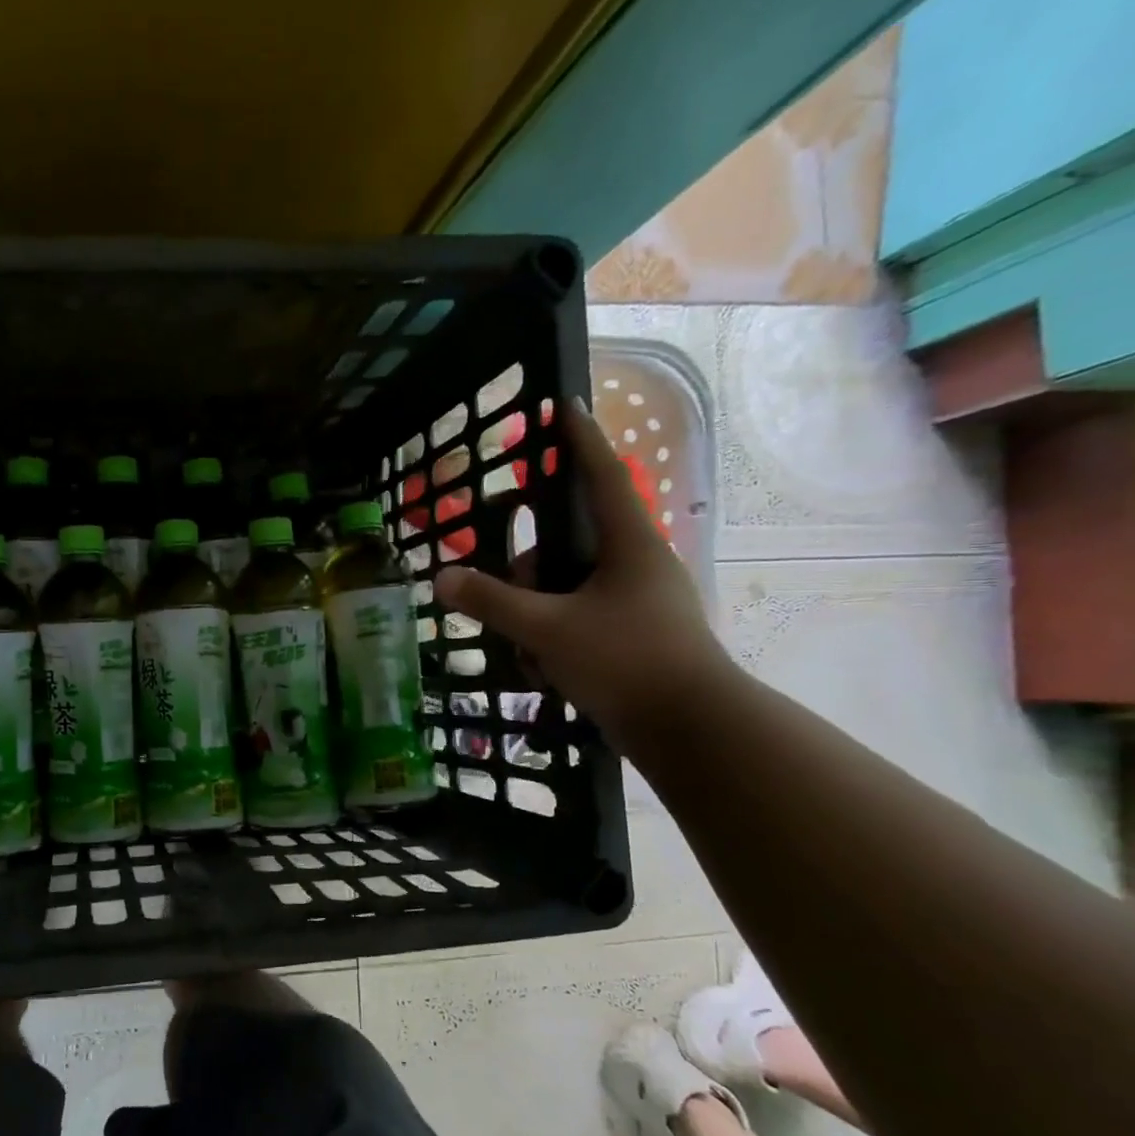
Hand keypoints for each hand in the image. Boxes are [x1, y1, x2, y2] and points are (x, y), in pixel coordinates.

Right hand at [433, 400, 734, 754]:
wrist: (691, 729)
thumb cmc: (626, 661)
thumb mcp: (548, 629)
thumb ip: (492, 601)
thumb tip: (443, 577)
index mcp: (628, 545)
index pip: (601, 475)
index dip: (578, 440)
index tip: (561, 406)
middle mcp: (636, 565)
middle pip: (566, 546)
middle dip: (530, 572)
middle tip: (510, 603)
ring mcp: (637, 602)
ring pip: (567, 589)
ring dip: (537, 617)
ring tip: (531, 655)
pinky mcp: (633, 635)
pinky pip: (578, 621)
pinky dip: (554, 640)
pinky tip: (546, 672)